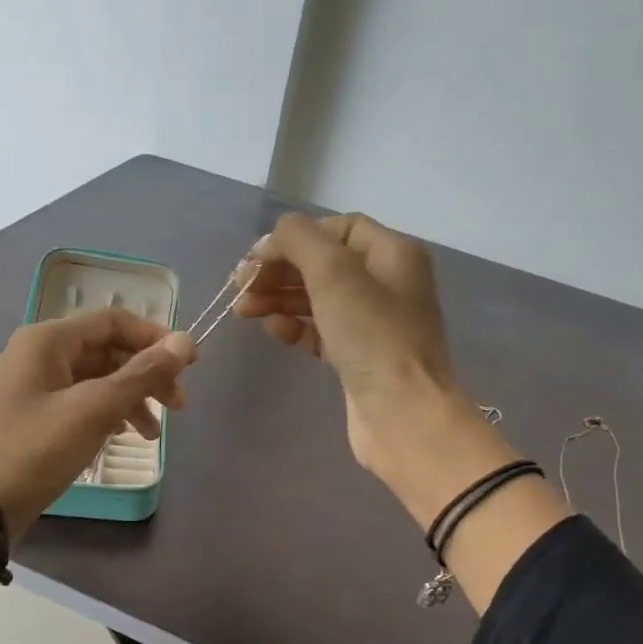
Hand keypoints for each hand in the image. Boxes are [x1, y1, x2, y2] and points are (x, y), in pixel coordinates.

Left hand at [0, 309, 197, 537]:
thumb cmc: (34, 451)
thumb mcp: (93, 410)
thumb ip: (141, 374)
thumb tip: (185, 342)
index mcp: (47, 340)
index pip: (113, 321)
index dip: (155, 339)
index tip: (191, 366)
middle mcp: (37, 354)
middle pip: (106, 350)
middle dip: (146, 375)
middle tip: (178, 408)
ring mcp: (33, 387)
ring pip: (96, 380)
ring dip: (130, 399)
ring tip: (153, 434)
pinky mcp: (32, 418)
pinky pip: (80, 403)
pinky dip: (107, 415)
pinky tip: (123, 436)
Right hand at [236, 211, 518, 527]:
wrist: (402, 415)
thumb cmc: (372, 336)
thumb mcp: (334, 272)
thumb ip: (299, 240)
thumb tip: (272, 240)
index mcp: (392, 254)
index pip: (338, 229)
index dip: (295, 238)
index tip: (257, 258)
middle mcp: (387, 284)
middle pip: (324, 264)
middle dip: (280, 271)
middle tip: (240, 286)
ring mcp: (373, 324)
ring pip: (318, 299)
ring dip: (279, 299)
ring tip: (244, 310)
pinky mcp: (358, 358)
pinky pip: (320, 332)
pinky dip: (295, 327)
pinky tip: (273, 331)